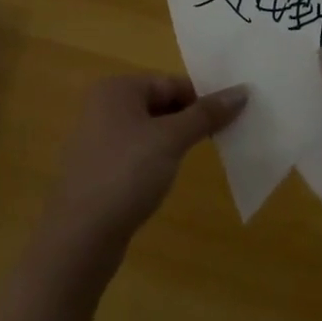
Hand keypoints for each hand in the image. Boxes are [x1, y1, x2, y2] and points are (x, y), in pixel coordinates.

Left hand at [38, 74, 247, 279]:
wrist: (80, 237)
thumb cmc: (127, 174)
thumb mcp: (171, 139)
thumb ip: (205, 114)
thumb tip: (241, 91)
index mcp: (117, 88)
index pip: (171, 82)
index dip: (202, 98)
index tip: (231, 117)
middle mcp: (103, 105)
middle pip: (159, 103)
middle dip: (189, 119)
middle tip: (221, 137)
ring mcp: (98, 138)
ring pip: (149, 130)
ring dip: (174, 140)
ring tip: (200, 157)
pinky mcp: (99, 169)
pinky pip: (136, 153)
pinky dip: (156, 160)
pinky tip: (167, 178)